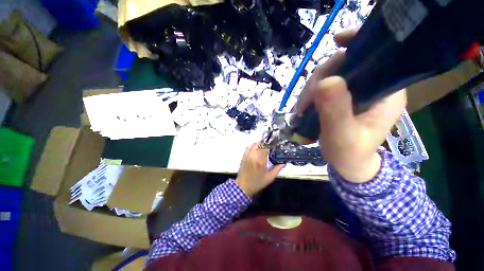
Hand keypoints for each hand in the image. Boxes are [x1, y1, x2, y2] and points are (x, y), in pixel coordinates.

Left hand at [236, 143, 285, 196]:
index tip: (275, 146)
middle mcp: (253, 156)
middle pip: (260, 144)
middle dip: (266, 144)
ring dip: (260, 144)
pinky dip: (253, 145)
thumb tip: (284, 162)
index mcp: (261, 161)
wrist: (243, 186)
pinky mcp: (244, 156)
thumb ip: (277, 169)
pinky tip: (257, 148)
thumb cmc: (257, 183)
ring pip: (254, 144)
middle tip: (270, 146)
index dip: (271, 145)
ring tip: (264, 146)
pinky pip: (248, 147)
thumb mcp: (269, 178)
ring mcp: (247, 155)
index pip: (266, 148)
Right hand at [296, 28, 406, 182]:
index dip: (357, 43)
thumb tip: (325, 81)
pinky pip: (323, 87)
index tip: (336, 40)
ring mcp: (356, 92)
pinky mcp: (342, 98)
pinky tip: (303, 107)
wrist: (348, 165)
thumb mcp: (341, 136)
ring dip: (310, 90)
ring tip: (300, 110)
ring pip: (330, 76)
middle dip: (319, 80)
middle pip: (344, 65)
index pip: (375, 56)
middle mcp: (373, 87)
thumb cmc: (349, 154)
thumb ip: (335, 111)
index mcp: (386, 92)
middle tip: (303, 104)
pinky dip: (310, 95)